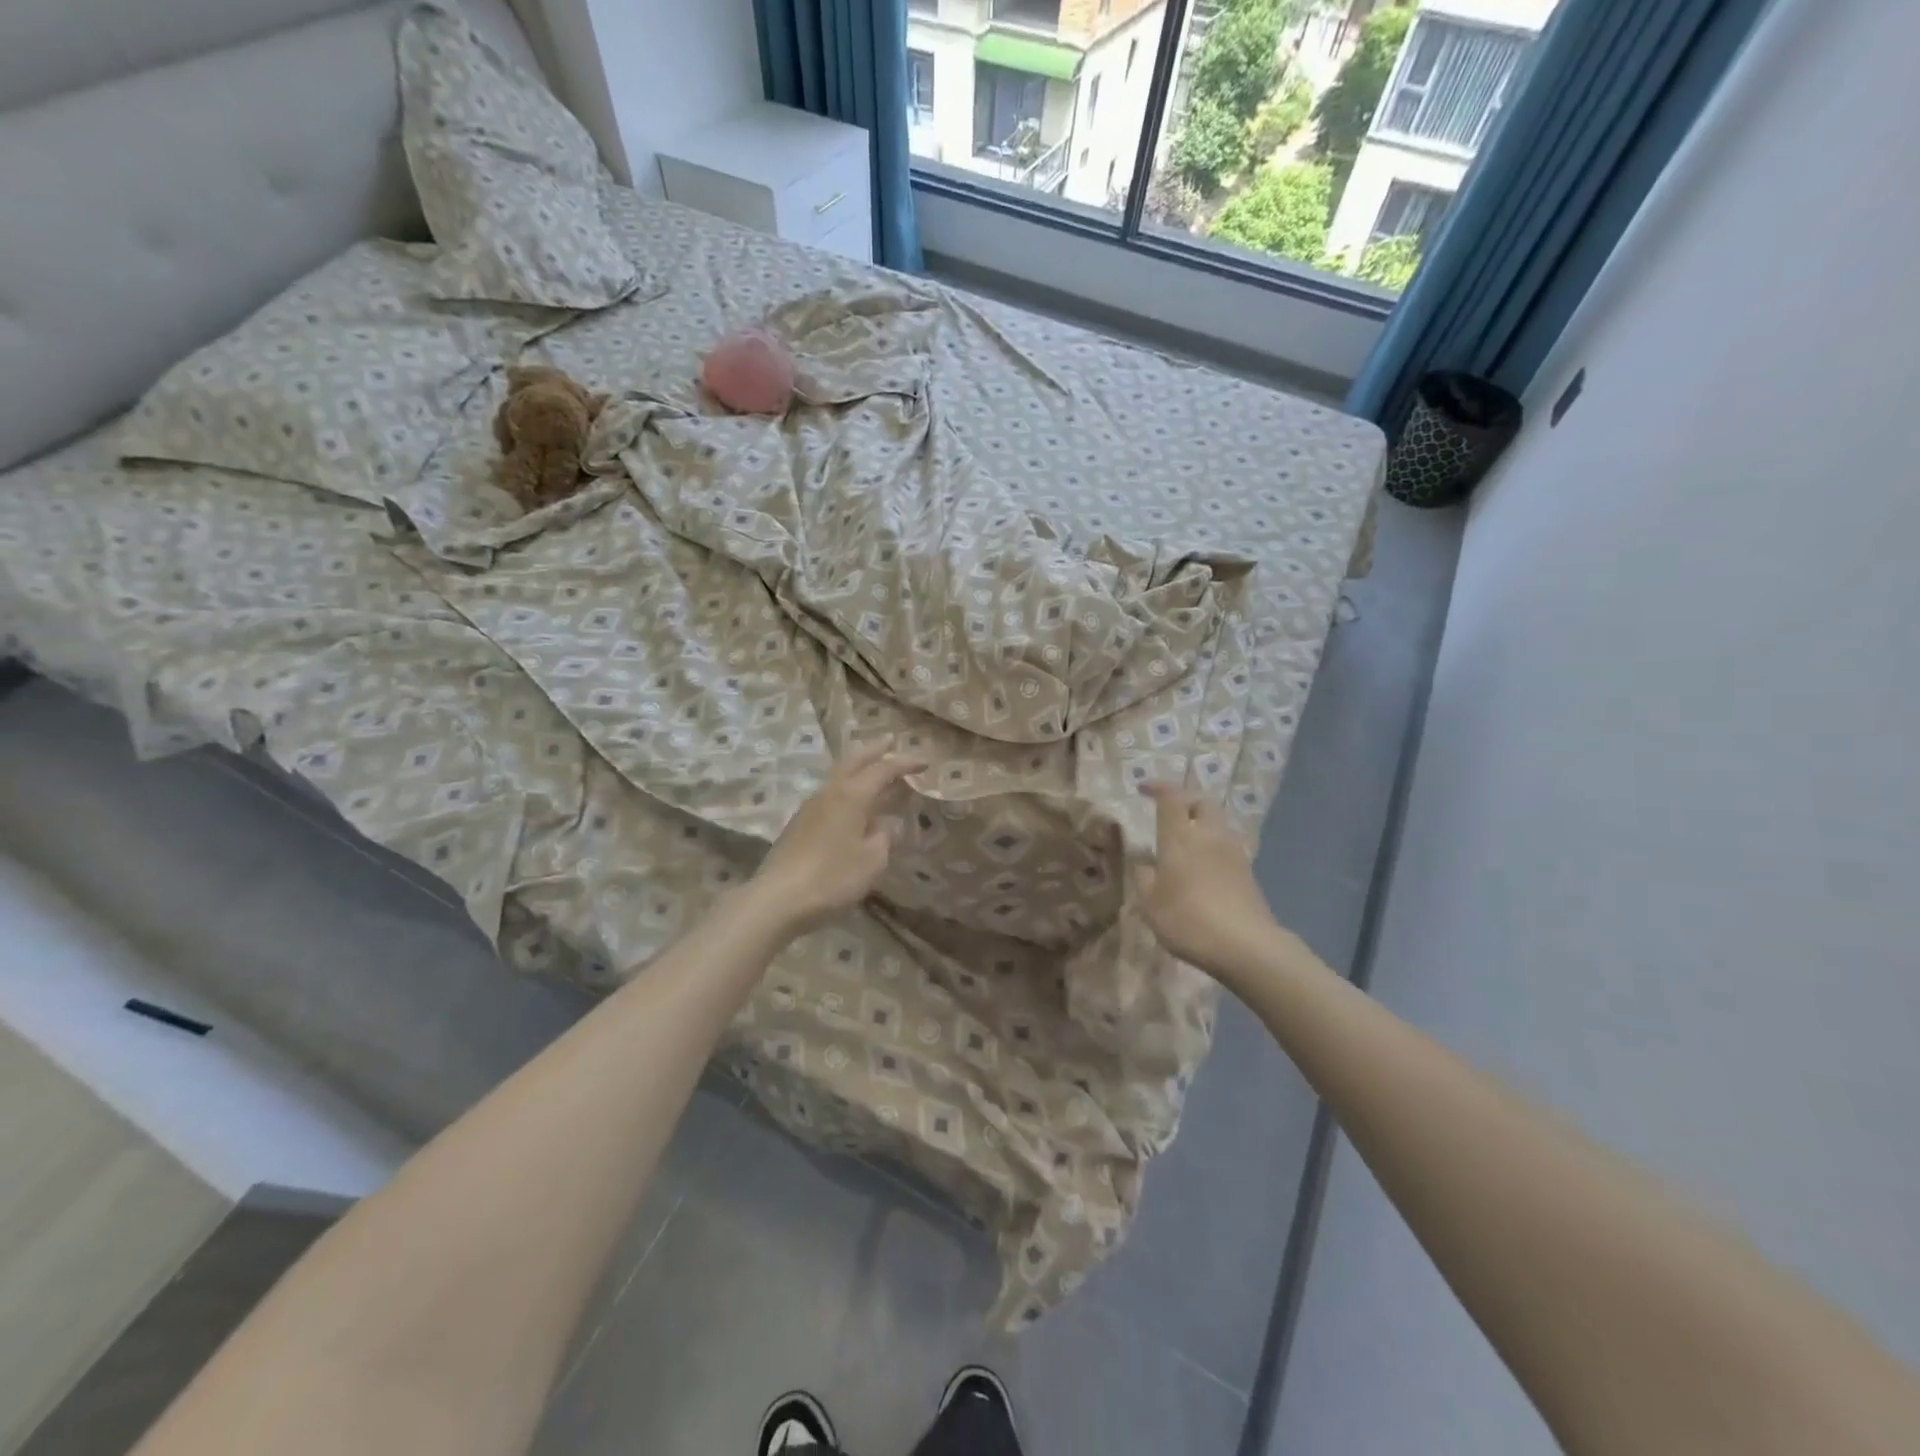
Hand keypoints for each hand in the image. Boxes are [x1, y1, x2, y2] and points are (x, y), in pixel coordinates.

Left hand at [747, 738, 927, 934]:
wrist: (778, 899)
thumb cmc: (832, 877)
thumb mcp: (872, 860)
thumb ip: (884, 837)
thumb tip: (886, 824)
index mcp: (852, 795)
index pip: (884, 770)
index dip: (905, 764)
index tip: (925, 762)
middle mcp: (830, 792)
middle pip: (854, 762)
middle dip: (874, 751)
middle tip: (889, 741)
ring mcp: (810, 807)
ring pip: (838, 777)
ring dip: (858, 769)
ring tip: (873, 771)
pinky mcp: (799, 824)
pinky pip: (830, 795)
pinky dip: (847, 789)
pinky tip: (852, 804)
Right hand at [1135, 783, 1280, 979]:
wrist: (1246, 945)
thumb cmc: (1188, 920)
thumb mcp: (1151, 904)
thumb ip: (1144, 877)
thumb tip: (1144, 863)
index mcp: (1180, 837)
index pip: (1171, 797)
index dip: (1157, 787)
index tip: (1143, 789)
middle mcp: (1209, 835)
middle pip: (1201, 803)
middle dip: (1186, 802)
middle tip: (1170, 815)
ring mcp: (1233, 852)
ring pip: (1218, 824)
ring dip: (1201, 825)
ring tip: (1186, 843)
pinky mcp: (1248, 871)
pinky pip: (1227, 846)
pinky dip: (1213, 847)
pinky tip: (1204, 868)